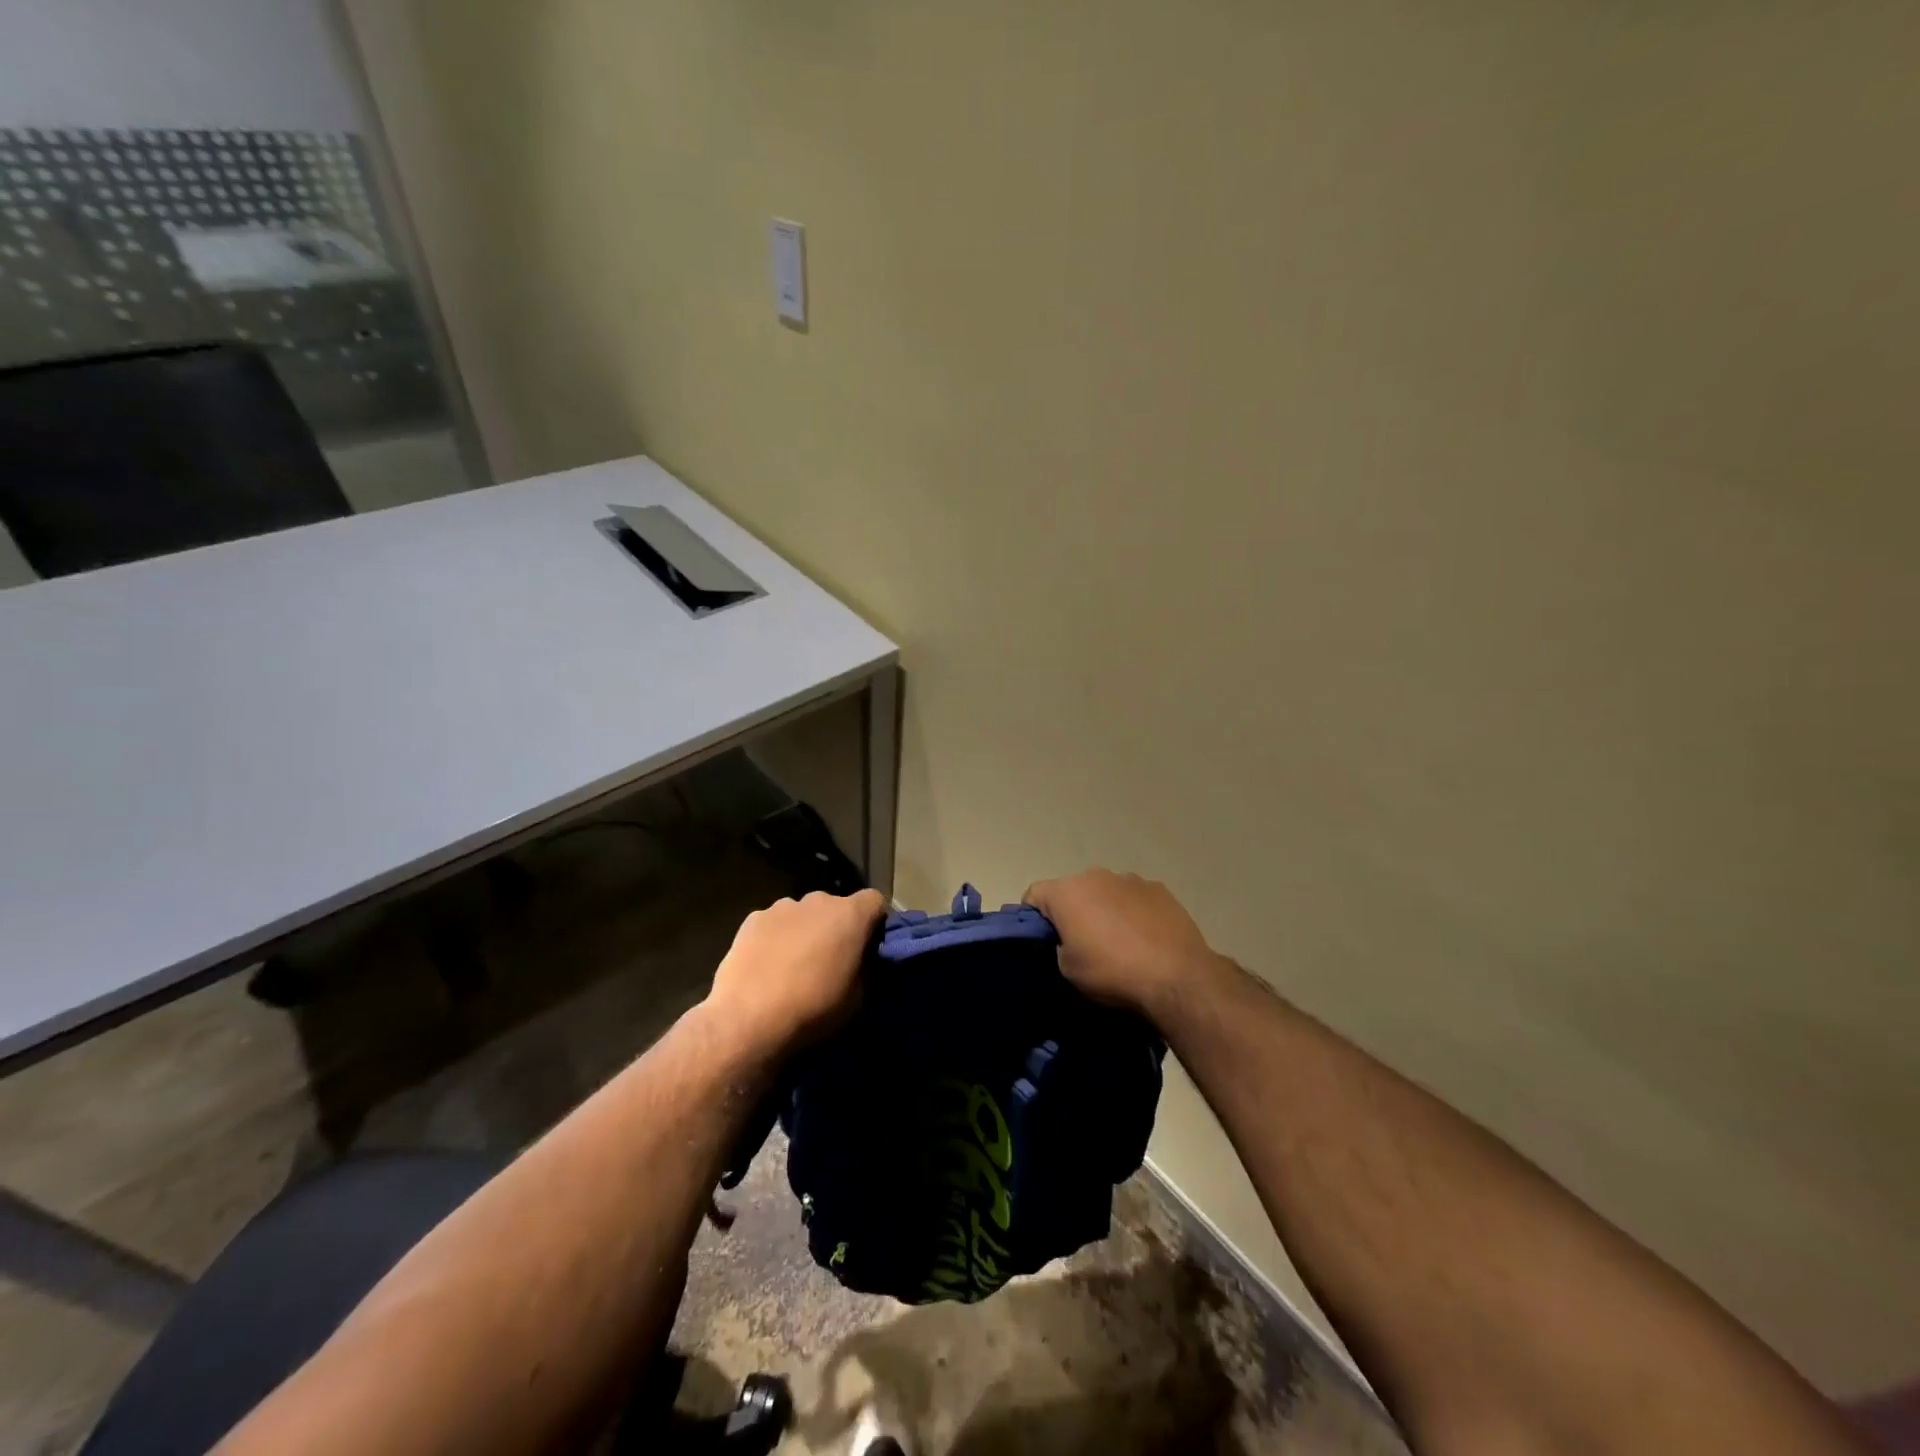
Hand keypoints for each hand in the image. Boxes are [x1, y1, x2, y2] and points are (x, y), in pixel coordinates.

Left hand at [705, 889, 887, 1054]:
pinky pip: (774, 923)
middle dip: (836, 927)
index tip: (869, 945)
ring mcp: (782, 907)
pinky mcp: (753, 919)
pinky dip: (775, 938)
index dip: (875, 921)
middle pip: (836, 906)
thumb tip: (861, 959)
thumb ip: (865, 968)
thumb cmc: (813, 1008)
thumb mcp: (858, 998)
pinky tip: (766, 965)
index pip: (875, 901)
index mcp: (850, 915)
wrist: (748, 1019)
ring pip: (803, 914)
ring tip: (793, 965)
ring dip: (805, 931)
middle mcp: (818, 901)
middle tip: (830, 959)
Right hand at [1025, 870, 1222, 1023]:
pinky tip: (1144, 938)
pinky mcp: (1159, 889)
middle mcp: (1095, 875)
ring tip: (1118, 942)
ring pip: (1105, 892)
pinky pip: (1134, 898)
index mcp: (1066, 892)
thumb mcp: (1068, 970)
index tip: (1042, 940)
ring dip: (1104, 909)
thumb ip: (1059, 946)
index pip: (1034, 895)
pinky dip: (1132, 912)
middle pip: (1072, 890)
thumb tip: (1067, 940)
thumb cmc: (1112, 971)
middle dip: (1072, 912)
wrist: (1176, 976)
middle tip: (1080, 943)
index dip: (1032, 917)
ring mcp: (1130, 879)